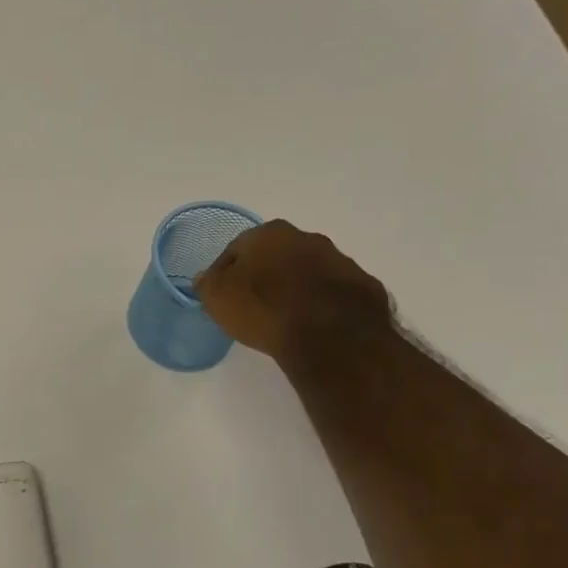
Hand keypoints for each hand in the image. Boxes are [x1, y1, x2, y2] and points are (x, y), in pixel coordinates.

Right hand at [193, 220, 392, 367]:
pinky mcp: (363, 285)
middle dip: (264, 275)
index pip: (236, 249)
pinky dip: (321, 303)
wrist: (331, 335)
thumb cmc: (264, 309)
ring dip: (294, 287)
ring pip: (306, 271)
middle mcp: (306, 237)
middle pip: (275, 255)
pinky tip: (312, 324)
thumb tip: (205, 277)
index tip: (222, 295)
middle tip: (253, 304)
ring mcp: (339, 260)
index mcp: (268, 233)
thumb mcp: (218, 298)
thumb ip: (207, 284)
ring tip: (284, 317)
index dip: (226, 273)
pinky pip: (333, 292)